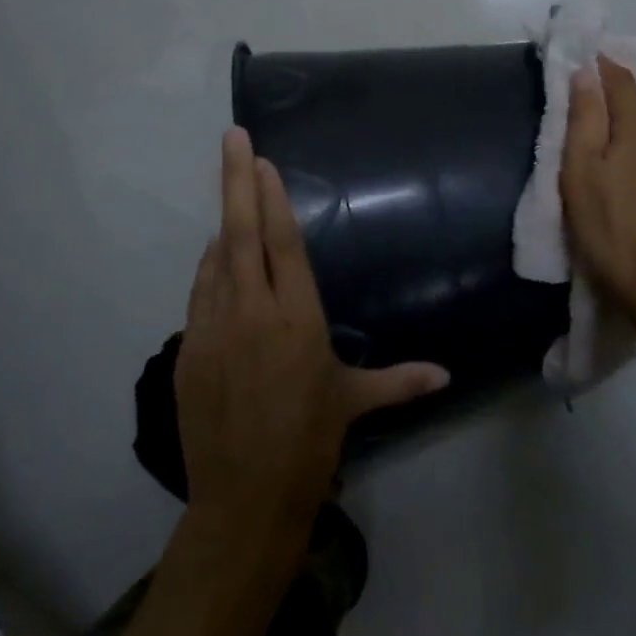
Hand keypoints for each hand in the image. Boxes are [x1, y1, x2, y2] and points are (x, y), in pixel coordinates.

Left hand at [176, 128, 449, 530]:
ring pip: (216, 259)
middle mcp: (254, 311)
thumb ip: (401, 380)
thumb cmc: (308, 441)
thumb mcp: (354, 402)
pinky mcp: (188, 349)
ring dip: (225, 225)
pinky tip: (218, 259)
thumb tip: (447, 375)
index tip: (262, 161)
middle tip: (232, 137)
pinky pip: (200, 293)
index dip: (272, 198)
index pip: (283, 242)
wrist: (244, 497)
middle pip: (242, 232)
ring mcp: (214, 328)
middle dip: (237, 180)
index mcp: (298, 317)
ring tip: (233, 197)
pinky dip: (210, 268)